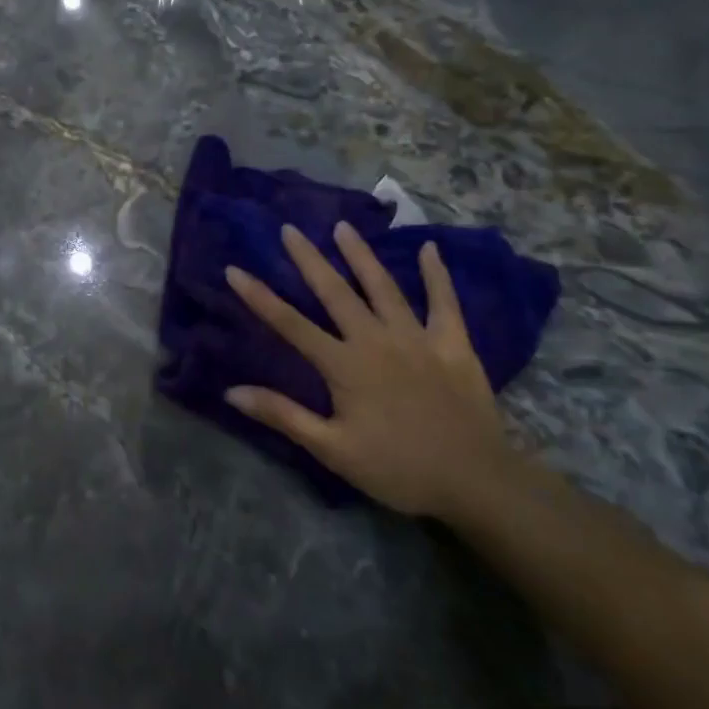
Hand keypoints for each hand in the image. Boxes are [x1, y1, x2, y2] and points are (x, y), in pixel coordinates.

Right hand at [224, 223, 514, 518]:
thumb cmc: (397, 468)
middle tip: (289, 229)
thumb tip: (232, 391)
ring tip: (343, 227)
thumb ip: (283, 415)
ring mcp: (417, 338)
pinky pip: (444, 301)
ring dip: (361, 255)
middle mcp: (377, 340)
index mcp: (344, 366)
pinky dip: (436, 274)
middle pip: (335, 293)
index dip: (260, 297)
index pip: (291, 324)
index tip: (235, 270)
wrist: (476, 481)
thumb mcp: (332, 450)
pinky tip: (430, 248)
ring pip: (383, 287)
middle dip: (309, 259)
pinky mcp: (453, 344)